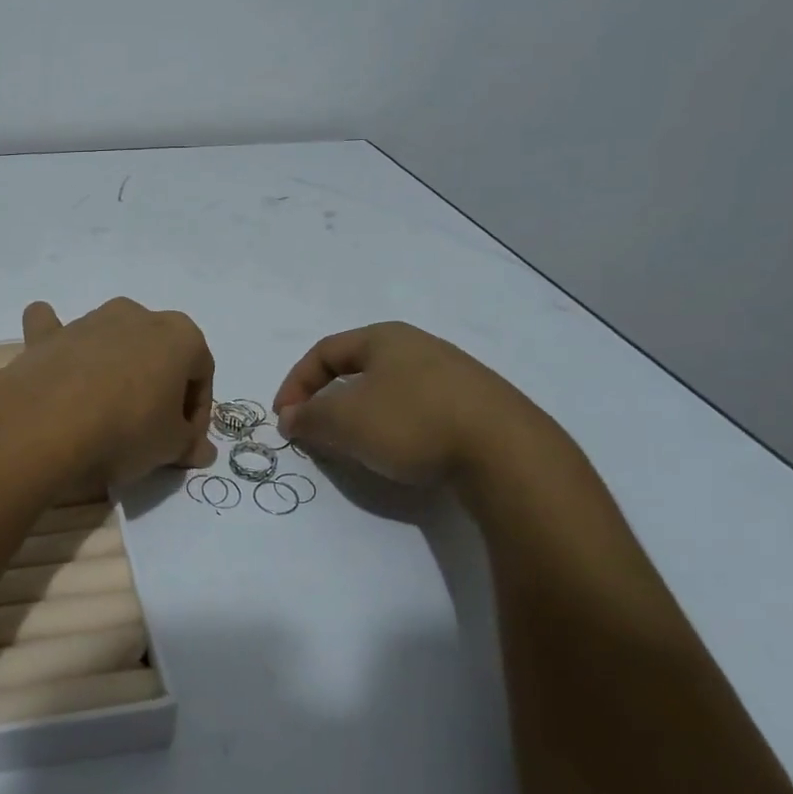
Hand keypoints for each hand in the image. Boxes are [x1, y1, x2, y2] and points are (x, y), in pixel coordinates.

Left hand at [3, 298, 216, 485]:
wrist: (49, 424)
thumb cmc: (127, 430)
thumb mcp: (170, 447)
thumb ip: (189, 443)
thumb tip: (202, 450)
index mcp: (180, 335)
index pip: (201, 374)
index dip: (196, 413)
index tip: (184, 443)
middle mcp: (137, 316)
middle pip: (158, 353)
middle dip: (159, 386)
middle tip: (151, 428)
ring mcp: (90, 320)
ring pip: (112, 339)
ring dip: (117, 367)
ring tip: (107, 412)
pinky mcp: (48, 334)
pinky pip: (55, 328)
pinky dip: (56, 337)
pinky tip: (55, 353)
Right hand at [272, 322, 538, 483]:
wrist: (507, 453)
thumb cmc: (412, 422)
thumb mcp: (345, 420)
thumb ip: (310, 417)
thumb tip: (291, 417)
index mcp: (385, 338)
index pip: (324, 351)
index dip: (296, 383)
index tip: (285, 419)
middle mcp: (420, 347)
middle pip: (358, 370)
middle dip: (329, 401)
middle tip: (317, 432)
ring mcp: (456, 376)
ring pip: (391, 392)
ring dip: (363, 417)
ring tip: (358, 448)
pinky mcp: (480, 408)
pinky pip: (422, 412)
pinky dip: (399, 430)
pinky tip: (404, 455)